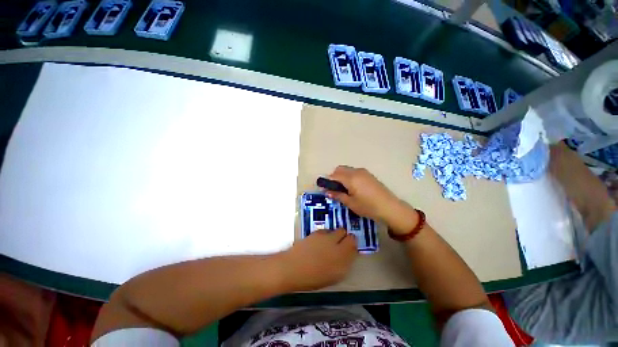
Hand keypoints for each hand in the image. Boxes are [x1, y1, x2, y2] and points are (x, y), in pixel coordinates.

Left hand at [279, 229, 356, 290]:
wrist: (293, 268)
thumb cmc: (313, 278)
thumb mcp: (333, 276)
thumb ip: (343, 264)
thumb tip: (348, 254)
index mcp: (342, 258)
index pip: (354, 244)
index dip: (353, 245)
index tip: (349, 248)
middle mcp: (336, 244)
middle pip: (347, 234)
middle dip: (345, 237)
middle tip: (340, 243)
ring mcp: (326, 237)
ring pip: (337, 230)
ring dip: (336, 235)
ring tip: (329, 243)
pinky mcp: (317, 232)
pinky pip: (326, 230)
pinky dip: (326, 234)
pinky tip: (320, 241)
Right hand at [326, 166, 418, 233]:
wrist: (390, 207)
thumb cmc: (368, 207)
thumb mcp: (350, 203)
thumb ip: (338, 195)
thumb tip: (327, 191)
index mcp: (350, 178)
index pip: (334, 175)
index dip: (327, 181)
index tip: (324, 189)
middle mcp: (356, 171)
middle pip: (339, 169)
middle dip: (334, 177)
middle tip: (334, 189)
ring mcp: (363, 172)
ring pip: (347, 170)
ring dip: (341, 176)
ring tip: (343, 189)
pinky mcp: (368, 174)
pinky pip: (354, 172)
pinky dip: (349, 176)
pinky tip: (352, 187)